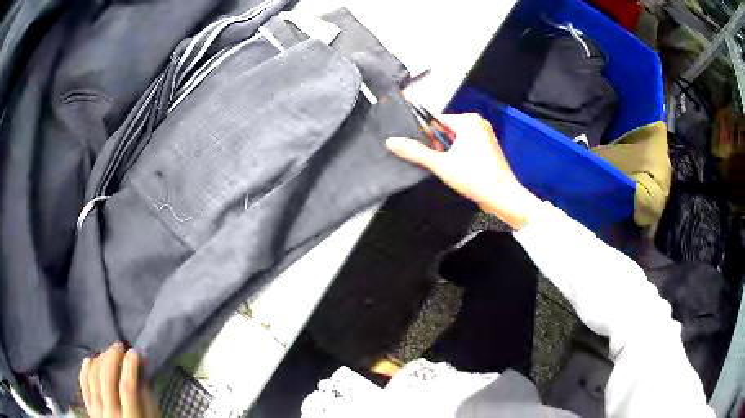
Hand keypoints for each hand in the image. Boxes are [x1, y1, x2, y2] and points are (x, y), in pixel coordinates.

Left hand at [79, 342, 157, 417]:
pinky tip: (94, 359)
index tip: (135, 353)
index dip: (130, 366)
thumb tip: (145, 367)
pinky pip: (83, 380)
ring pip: (93, 375)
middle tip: (120, 346)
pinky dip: (87, 366)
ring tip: (109, 353)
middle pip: (107, 377)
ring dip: (101, 358)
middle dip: (113, 356)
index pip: (127, 387)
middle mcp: (110, 413)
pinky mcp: (88, 405)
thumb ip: (148, 396)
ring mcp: (97, 409)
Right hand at [386, 113, 539, 229]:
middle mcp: (478, 124)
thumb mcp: (440, 164)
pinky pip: (465, 147)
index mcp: (468, 121)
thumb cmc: (479, 179)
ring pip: (454, 140)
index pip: (436, 120)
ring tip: (453, 168)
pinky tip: (461, 170)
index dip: (427, 136)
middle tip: (442, 162)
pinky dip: (458, 157)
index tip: (426, 150)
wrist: (503, 197)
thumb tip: (393, 142)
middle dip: (439, 146)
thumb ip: (415, 152)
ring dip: (448, 153)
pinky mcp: (486, 148)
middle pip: (445, 130)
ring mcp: (484, 136)